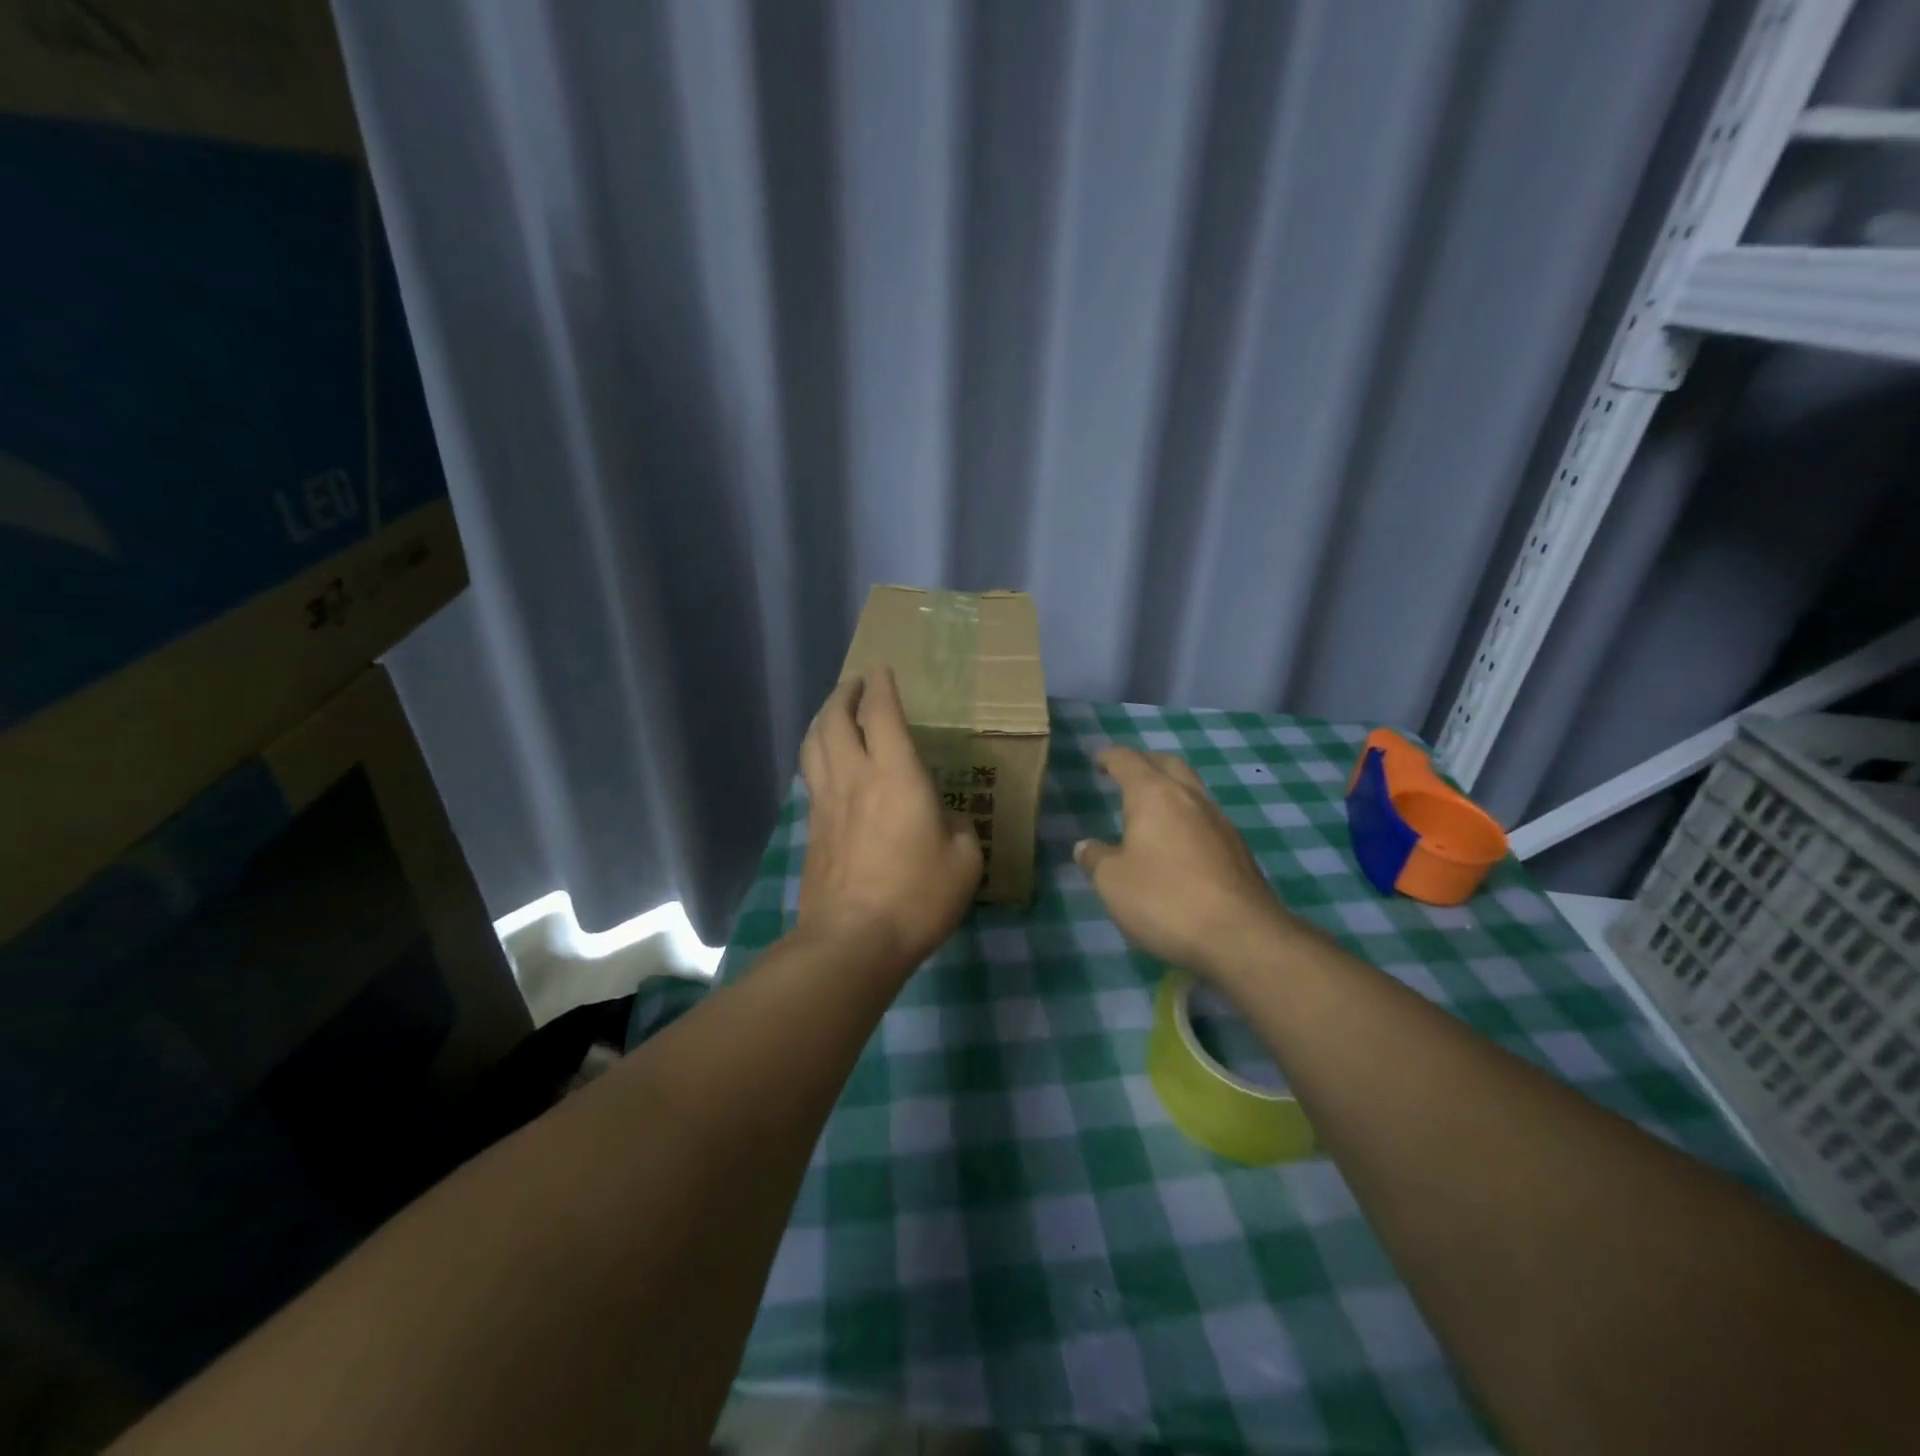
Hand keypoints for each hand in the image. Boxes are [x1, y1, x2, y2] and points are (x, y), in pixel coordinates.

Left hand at [797, 667, 981, 970]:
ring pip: (814, 744)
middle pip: (835, 719)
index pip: (881, 714)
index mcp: (896, 775)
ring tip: (835, 712)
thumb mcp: (964, 861)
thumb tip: (940, 817)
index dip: (881, 686)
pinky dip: (817, 754)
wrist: (852, 940)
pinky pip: (811, 775)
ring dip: (823, 719)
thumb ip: (956, 827)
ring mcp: (826, 802)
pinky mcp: (812, 828)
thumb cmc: (917, 896)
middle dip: (844, 693)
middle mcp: (855, 777)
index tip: (881, 669)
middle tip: (855, 683)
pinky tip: (826, 764)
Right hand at [1074, 747, 1296, 979]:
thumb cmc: (1165, 899)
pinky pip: (1206, 819)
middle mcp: (1190, 798)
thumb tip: (1086, 847)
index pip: (1128, 761)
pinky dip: (1187, 818)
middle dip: (1146, 762)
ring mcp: (1220, 822)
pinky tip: (1178, 843)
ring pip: (1193, 789)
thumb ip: (1096, 859)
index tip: (1098, 760)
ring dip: (1171, 789)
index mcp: (1154, 796)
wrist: (1241, 936)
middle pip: (1168, 764)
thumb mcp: (1112, 882)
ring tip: (1152, 808)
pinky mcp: (1238, 850)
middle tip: (1127, 772)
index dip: (1110, 757)